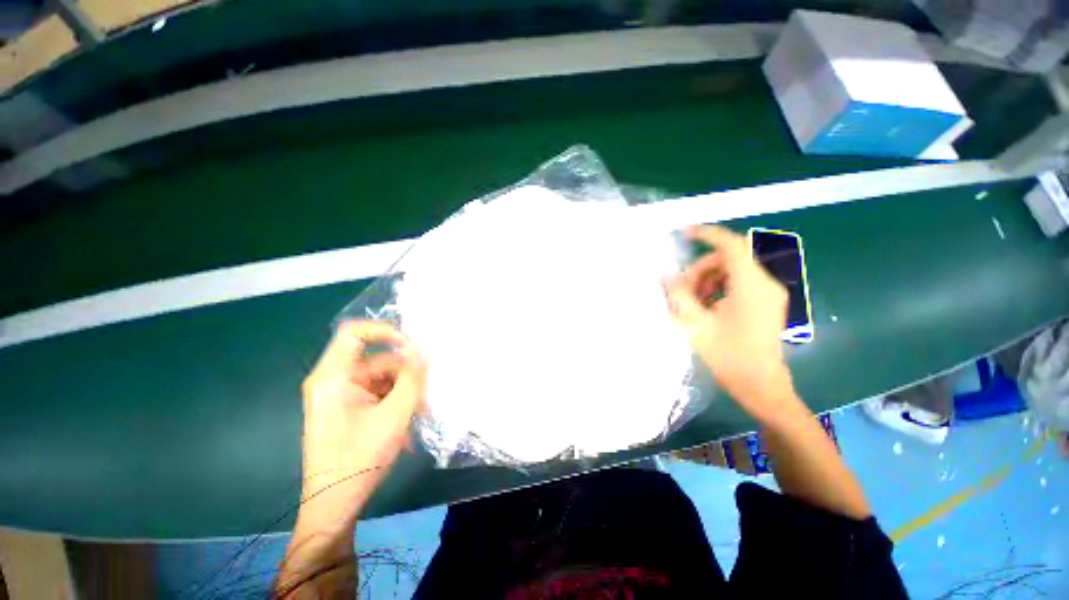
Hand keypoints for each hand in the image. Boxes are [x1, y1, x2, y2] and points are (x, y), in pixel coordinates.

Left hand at [300, 320, 425, 514]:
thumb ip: (412, 378)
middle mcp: (334, 381)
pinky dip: (396, 401)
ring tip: (420, 411)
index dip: (385, 331)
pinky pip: (378, 392)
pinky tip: (408, 421)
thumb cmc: (359, 458)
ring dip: (404, 390)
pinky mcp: (349, 408)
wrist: (334, 504)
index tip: (413, 346)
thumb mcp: (394, 415)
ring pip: (382, 377)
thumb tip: (423, 353)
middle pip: (377, 359)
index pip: (355, 333)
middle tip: (427, 389)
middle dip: (405, 372)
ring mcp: (341, 395)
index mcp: (334, 377)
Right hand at [664, 226, 794, 420]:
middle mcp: (765, 283)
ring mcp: (768, 293)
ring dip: (707, 279)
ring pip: (732, 271)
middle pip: (728, 259)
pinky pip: (739, 283)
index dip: (708, 235)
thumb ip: (678, 296)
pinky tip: (705, 306)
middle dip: (700, 269)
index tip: (685, 234)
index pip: (731, 245)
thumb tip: (664, 278)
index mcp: (751, 285)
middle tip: (680, 289)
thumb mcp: (695, 325)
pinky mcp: (766, 303)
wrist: (761, 385)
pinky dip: (718, 288)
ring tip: (690, 300)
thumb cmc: (728, 356)